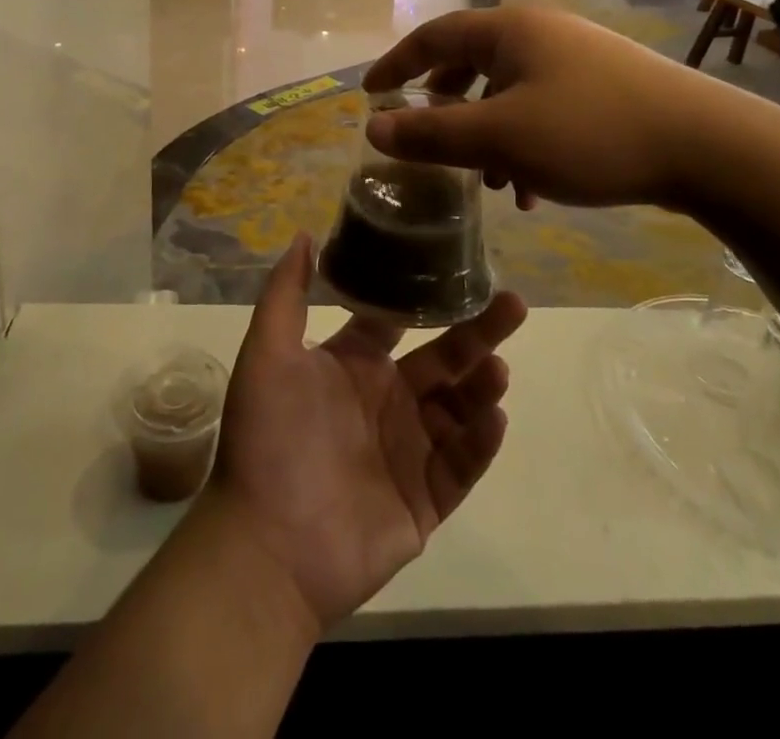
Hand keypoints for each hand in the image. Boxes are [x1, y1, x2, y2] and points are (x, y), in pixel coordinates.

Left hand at [206, 234, 526, 632]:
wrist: (265, 547)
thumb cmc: (266, 440)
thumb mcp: (267, 354)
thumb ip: (286, 293)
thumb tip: (304, 232)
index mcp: (353, 365)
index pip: (397, 321)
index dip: (425, 295)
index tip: (459, 267)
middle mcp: (385, 401)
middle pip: (443, 359)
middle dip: (478, 333)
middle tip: (514, 304)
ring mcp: (407, 451)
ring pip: (459, 409)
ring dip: (482, 386)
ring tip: (498, 370)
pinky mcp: (424, 500)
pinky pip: (461, 464)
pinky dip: (481, 442)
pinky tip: (494, 416)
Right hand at [363, 4, 730, 209]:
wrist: (705, 144)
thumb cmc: (589, 133)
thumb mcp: (500, 138)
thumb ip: (432, 133)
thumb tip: (374, 128)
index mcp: (508, 31)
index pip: (434, 36)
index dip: (396, 64)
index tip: (370, 95)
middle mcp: (539, 33)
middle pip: (471, 62)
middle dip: (445, 105)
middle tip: (424, 136)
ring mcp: (575, 57)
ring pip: (508, 92)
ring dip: (487, 134)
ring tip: (488, 183)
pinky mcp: (602, 85)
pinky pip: (542, 107)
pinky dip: (523, 141)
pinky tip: (532, 186)